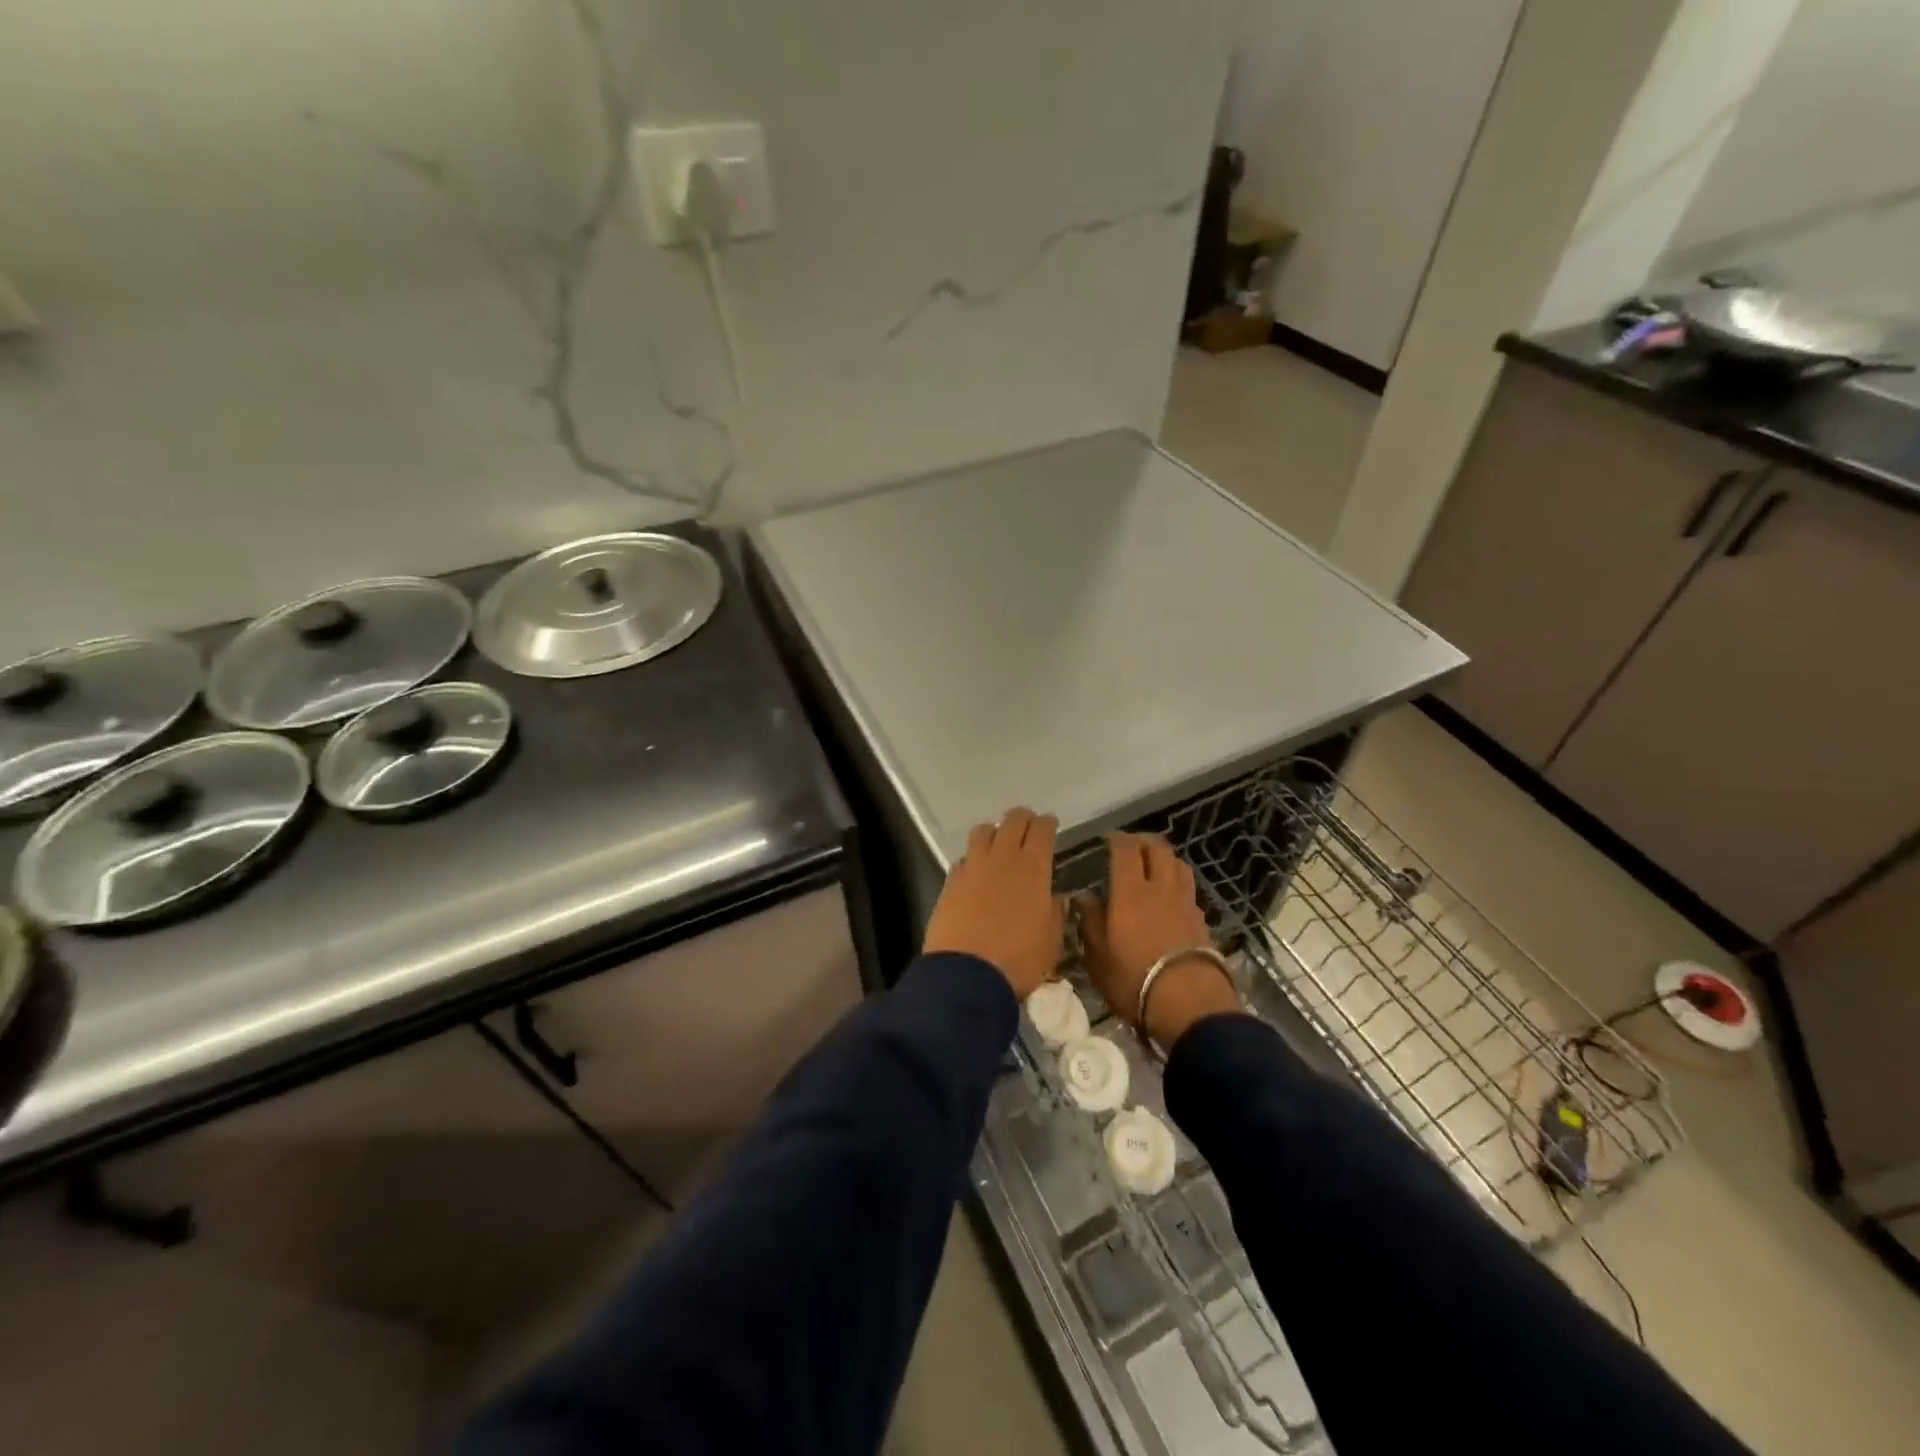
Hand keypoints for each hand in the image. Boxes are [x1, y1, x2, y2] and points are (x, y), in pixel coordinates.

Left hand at [924, 808, 1064, 1000]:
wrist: (967, 975)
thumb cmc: (1019, 960)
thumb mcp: (1051, 941)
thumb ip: (1054, 913)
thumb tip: (1055, 898)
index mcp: (1033, 868)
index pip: (1042, 830)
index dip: (1047, 824)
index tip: (1050, 824)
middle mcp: (1003, 858)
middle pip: (1013, 820)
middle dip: (1023, 818)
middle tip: (1028, 826)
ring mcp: (973, 867)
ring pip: (983, 831)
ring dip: (994, 831)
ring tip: (999, 843)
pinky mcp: (951, 881)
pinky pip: (964, 857)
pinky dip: (973, 858)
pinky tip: (976, 871)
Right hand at [1081, 832, 1239, 1048]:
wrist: (1189, 1004)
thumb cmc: (1133, 979)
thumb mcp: (1098, 956)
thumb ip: (1090, 921)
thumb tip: (1084, 898)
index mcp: (1130, 891)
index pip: (1125, 849)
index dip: (1116, 839)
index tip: (1107, 839)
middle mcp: (1160, 888)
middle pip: (1158, 849)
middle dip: (1143, 842)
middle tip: (1130, 847)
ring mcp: (1185, 902)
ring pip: (1178, 864)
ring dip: (1164, 858)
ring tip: (1153, 866)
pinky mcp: (1201, 920)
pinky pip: (1188, 888)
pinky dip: (1177, 882)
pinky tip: (1170, 896)